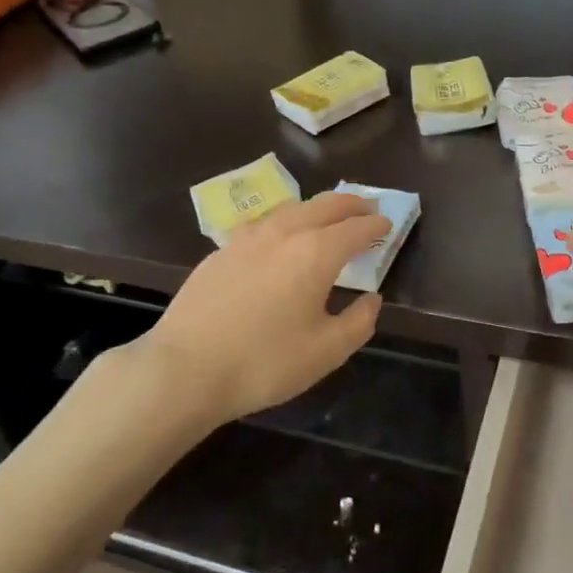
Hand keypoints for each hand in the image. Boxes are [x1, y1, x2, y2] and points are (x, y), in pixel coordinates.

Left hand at [144, 191, 391, 423]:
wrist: (185, 368)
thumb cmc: (264, 362)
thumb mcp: (325, 352)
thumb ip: (358, 322)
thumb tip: (371, 299)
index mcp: (316, 252)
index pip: (355, 228)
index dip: (375, 226)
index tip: (387, 225)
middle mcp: (284, 233)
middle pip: (324, 205)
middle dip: (350, 204)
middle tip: (366, 209)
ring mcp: (247, 238)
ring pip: (291, 209)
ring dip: (316, 209)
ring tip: (326, 219)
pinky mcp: (221, 250)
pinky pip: (263, 225)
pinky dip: (285, 223)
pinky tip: (280, 240)